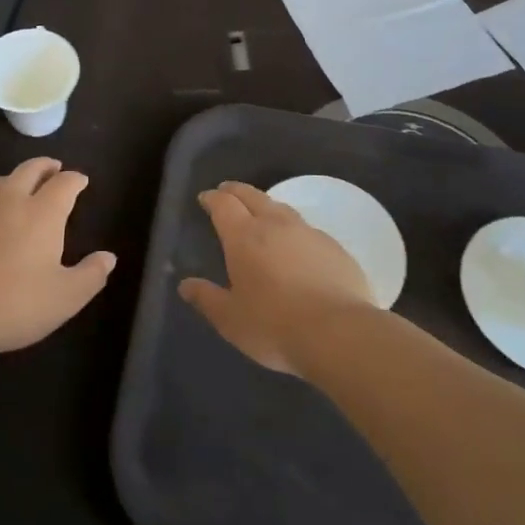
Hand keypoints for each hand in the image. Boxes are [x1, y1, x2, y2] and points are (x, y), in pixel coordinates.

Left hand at [0, 157, 114, 358]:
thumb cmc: (15, 305)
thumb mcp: (65, 298)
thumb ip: (91, 275)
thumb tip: (108, 257)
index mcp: (42, 214)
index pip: (64, 184)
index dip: (75, 179)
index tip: (81, 180)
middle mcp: (10, 202)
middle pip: (30, 170)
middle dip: (45, 166)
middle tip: (54, 168)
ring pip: (0, 183)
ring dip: (16, 180)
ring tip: (22, 188)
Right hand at [179, 181, 376, 374]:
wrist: (339, 333)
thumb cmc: (274, 325)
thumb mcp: (230, 319)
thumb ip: (206, 298)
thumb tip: (185, 285)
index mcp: (244, 237)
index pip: (224, 204)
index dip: (212, 198)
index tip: (205, 198)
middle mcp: (275, 225)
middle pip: (253, 196)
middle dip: (236, 191)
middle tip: (227, 191)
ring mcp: (308, 233)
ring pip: (282, 208)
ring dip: (266, 206)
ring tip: (261, 213)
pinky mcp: (334, 247)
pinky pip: (307, 229)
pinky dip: (294, 230)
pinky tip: (296, 246)